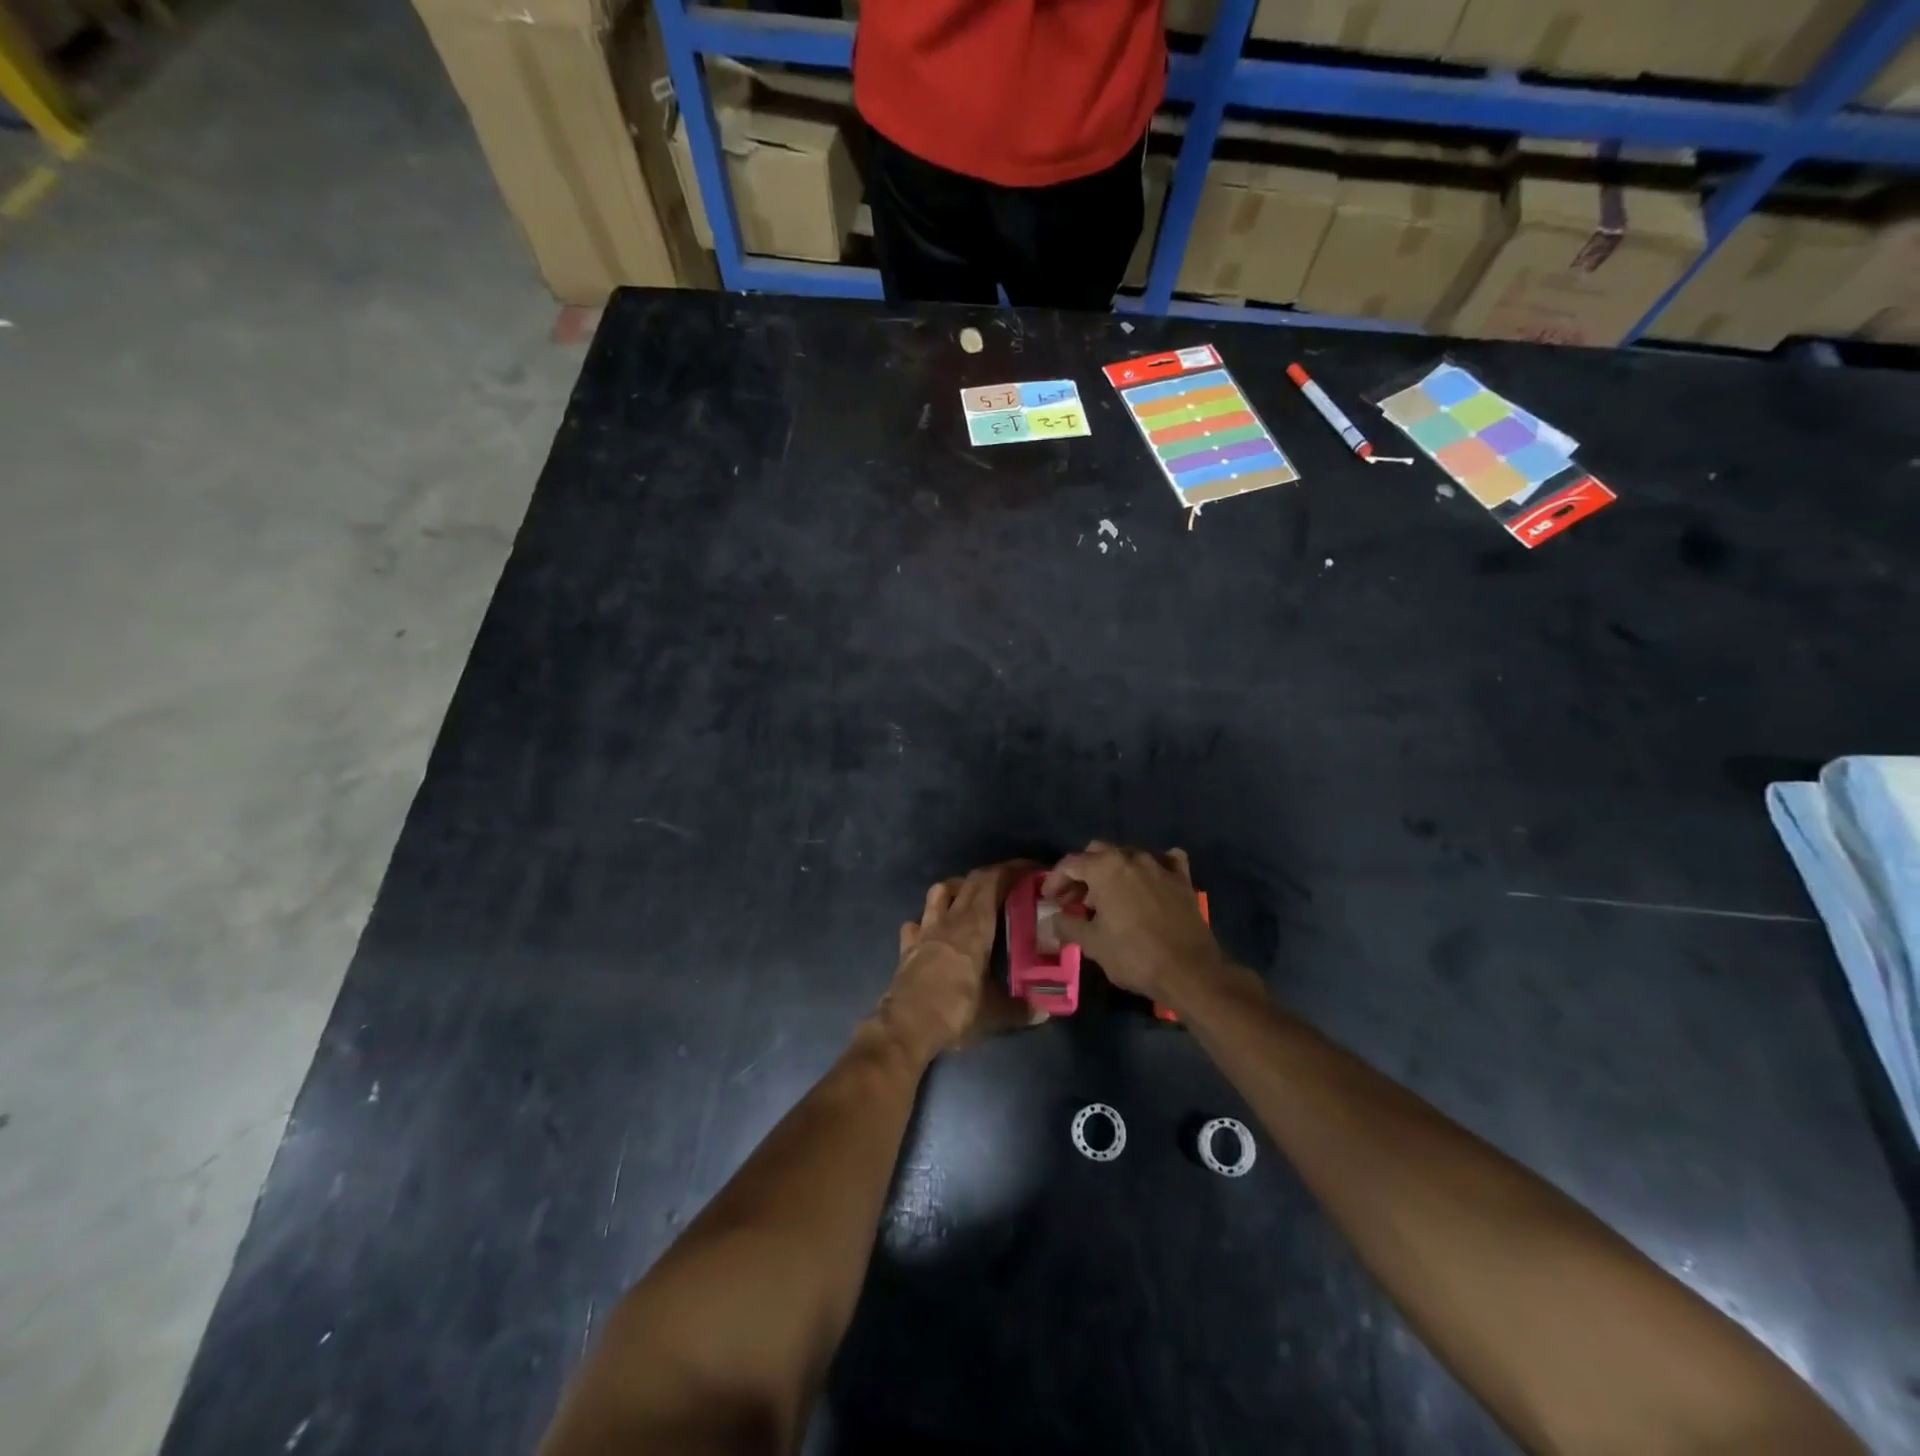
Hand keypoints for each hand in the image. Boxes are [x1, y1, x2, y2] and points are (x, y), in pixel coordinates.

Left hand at [877, 861, 1045, 1061]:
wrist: (906, 1026)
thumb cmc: (956, 1010)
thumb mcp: (995, 1013)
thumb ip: (1022, 1009)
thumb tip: (1044, 1011)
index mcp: (975, 925)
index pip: (993, 882)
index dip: (1012, 870)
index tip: (1030, 869)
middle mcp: (949, 919)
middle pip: (970, 881)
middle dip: (991, 876)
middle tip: (1010, 883)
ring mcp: (924, 930)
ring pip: (939, 891)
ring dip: (957, 888)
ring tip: (971, 898)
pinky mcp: (907, 946)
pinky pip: (916, 922)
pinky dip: (927, 920)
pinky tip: (933, 931)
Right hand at [1040, 842, 1226, 1001]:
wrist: (1189, 971)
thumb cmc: (1133, 955)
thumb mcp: (1092, 944)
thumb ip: (1068, 925)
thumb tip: (1054, 919)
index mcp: (1105, 868)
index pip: (1070, 863)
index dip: (1054, 880)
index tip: (1049, 899)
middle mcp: (1132, 857)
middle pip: (1097, 853)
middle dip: (1082, 874)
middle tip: (1075, 901)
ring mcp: (1160, 865)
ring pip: (1128, 856)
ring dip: (1112, 873)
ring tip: (1106, 900)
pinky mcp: (1182, 879)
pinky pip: (1165, 862)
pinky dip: (1152, 868)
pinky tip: (1149, 882)